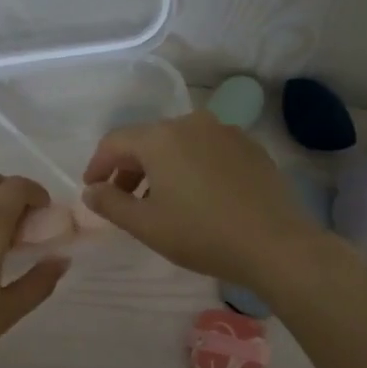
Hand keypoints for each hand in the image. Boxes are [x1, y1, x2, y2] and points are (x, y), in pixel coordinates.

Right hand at [80, 110, 334, 292]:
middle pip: (148, 140)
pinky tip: (198, 197)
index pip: (115, 142)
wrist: (275, 244)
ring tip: (161, 202)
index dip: (97, 165)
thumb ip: (111, 204)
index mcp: (161, 137)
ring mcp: (226, 132)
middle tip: (124, 200)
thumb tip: (91, 190)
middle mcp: (192, 123)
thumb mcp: (146, 225)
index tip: (93, 190)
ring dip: (162, 168)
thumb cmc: (202, 234)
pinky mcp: (251, 147)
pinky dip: (192, 167)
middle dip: (130, 168)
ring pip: (180, 144)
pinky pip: (208, 151)